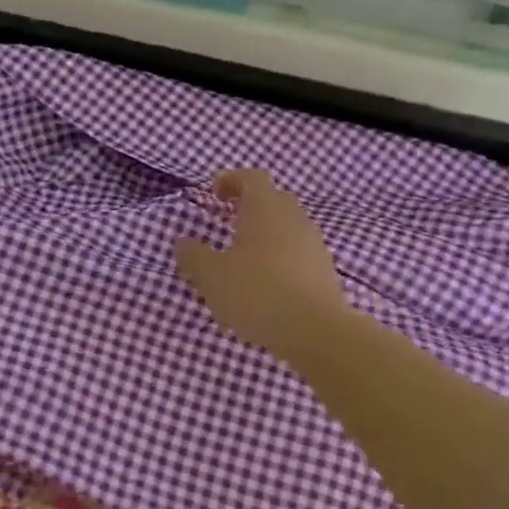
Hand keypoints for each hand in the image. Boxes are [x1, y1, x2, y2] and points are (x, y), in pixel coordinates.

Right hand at [175, 170, 349, 358]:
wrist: (316, 331)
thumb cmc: (257, 292)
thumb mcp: (211, 275)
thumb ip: (193, 255)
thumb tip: (183, 242)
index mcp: (265, 209)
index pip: (251, 177)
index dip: (231, 180)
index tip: (214, 193)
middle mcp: (293, 219)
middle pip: (272, 199)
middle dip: (249, 206)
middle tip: (227, 221)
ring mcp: (313, 245)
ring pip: (287, 227)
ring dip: (265, 234)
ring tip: (243, 257)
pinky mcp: (324, 271)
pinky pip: (297, 253)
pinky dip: (280, 258)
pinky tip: (265, 283)